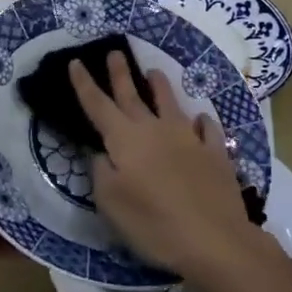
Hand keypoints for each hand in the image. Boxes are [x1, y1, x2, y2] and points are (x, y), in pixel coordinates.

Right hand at [67, 57, 263, 278]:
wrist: (214, 239)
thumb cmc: (154, 224)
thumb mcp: (111, 204)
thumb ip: (101, 172)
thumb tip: (101, 153)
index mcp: (125, 140)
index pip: (98, 105)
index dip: (85, 84)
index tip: (75, 62)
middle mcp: (155, 130)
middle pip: (133, 95)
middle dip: (120, 73)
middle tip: (114, 52)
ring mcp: (188, 138)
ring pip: (170, 103)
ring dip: (160, 86)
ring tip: (154, 71)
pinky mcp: (215, 153)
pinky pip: (206, 129)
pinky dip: (200, 122)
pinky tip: (200, 120)